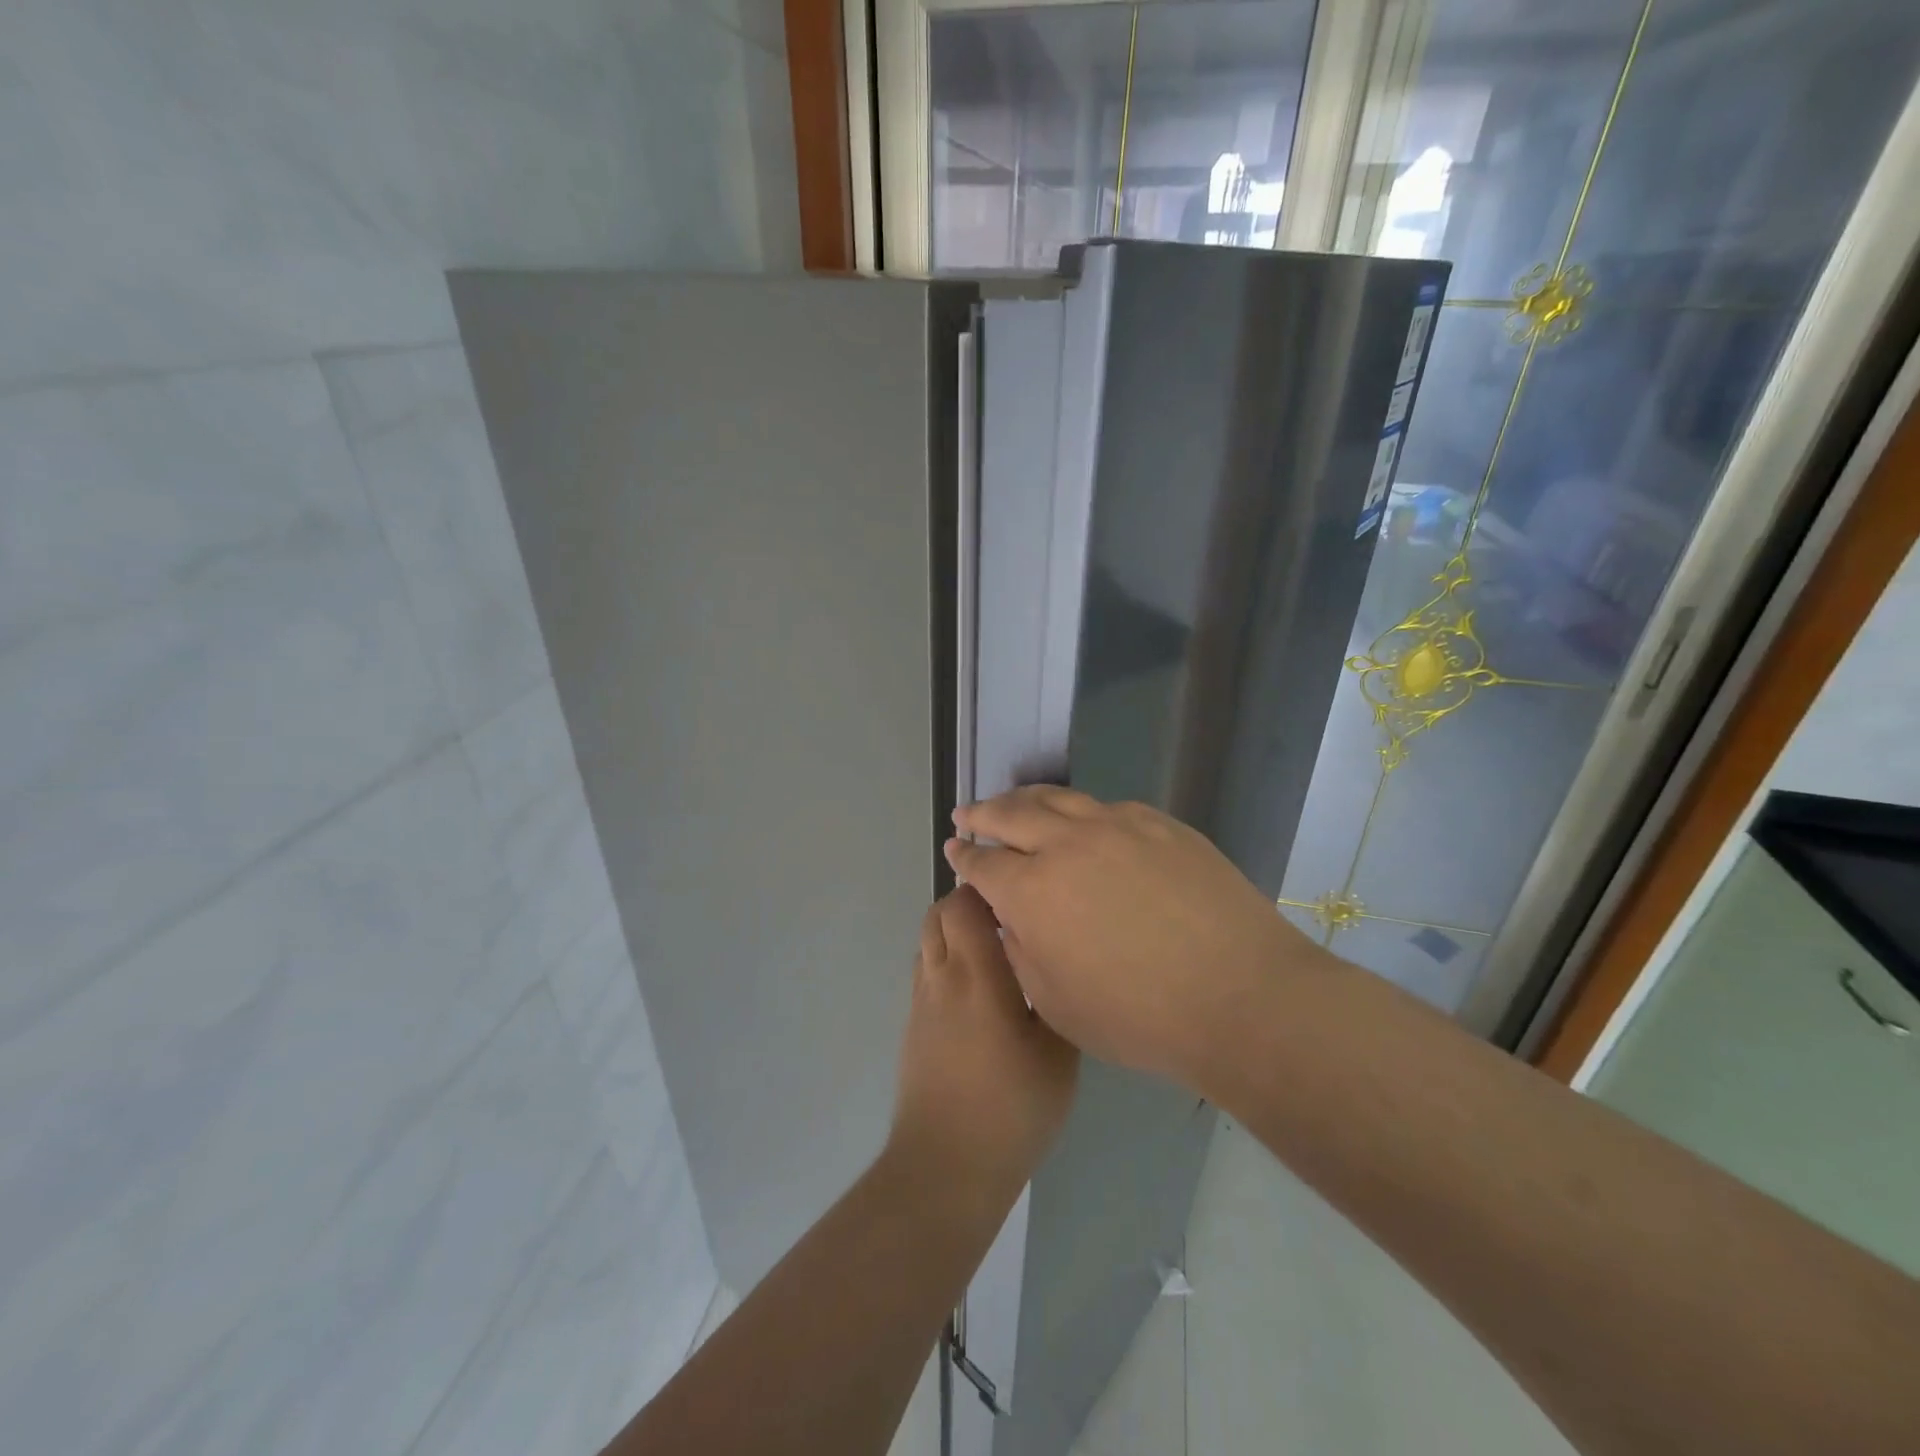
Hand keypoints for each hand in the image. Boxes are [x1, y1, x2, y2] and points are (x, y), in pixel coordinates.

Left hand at [888, 886, 1079, 1209]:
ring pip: (928, 940)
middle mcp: (941, 977)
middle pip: (938, 913)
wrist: (945, 1167)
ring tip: (995, 949)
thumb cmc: (1010, 1109)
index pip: (964, 904)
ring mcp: (921, 1001)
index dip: (987, 887)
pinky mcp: (913, 1024)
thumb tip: (1053, 965)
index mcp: (977, 975)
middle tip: (1010, 917)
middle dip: (968, 902)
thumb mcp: (1058, 1055)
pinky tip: (978, 988)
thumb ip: (1055, 999)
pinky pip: (926, 969)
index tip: (1020, 891)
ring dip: (954, 930)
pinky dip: (946, 958)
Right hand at [945, 787, 1333, 1093]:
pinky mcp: (1160, 824)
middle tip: (968, 813)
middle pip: (1011, 814)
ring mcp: (1117, 826)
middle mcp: (1067, 845)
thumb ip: (1022, 953)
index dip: (963, 857)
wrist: (1243, 996)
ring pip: (1057, 799)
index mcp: (1032, 892)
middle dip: (983, 813)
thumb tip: (1014, 919)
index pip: (983, 864)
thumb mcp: (1057, 1004)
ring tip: (1013, 802)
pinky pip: (1106, 807)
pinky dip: (1080, 810)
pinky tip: (1082, 819)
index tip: (953, 849)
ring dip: (1025, 799)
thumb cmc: (1141, 1018)